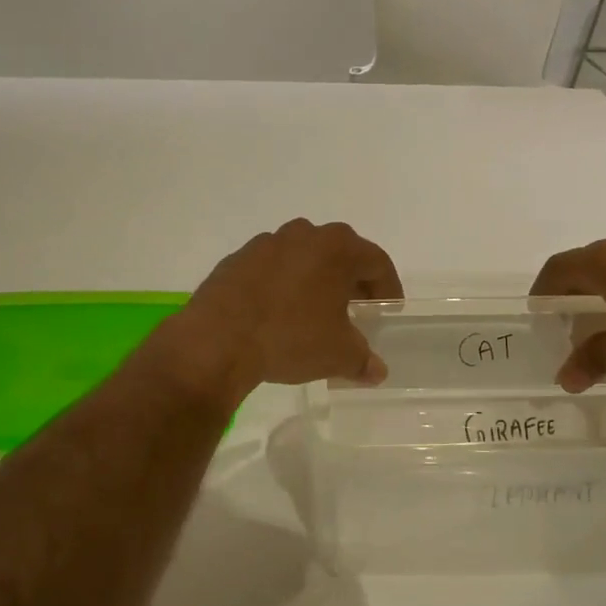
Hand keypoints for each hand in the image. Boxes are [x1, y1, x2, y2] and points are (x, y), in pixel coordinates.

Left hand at [160, 220, 403, 405]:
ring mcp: (266, 244)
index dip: (388, 288)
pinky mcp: (236, 259)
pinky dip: (282, 285)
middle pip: (340, 254)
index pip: (377, 261)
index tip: (387, 310)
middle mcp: (304, 235)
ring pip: (303, 258)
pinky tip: (277, 314)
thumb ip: (363, 359)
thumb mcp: (338, 354)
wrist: (217, 340)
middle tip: (356, 310)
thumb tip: (377, 371)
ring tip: (314, 312)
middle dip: (351, 281)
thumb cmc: (290, 337)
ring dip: (315, 280)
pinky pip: (271, 268)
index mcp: (337, 248)